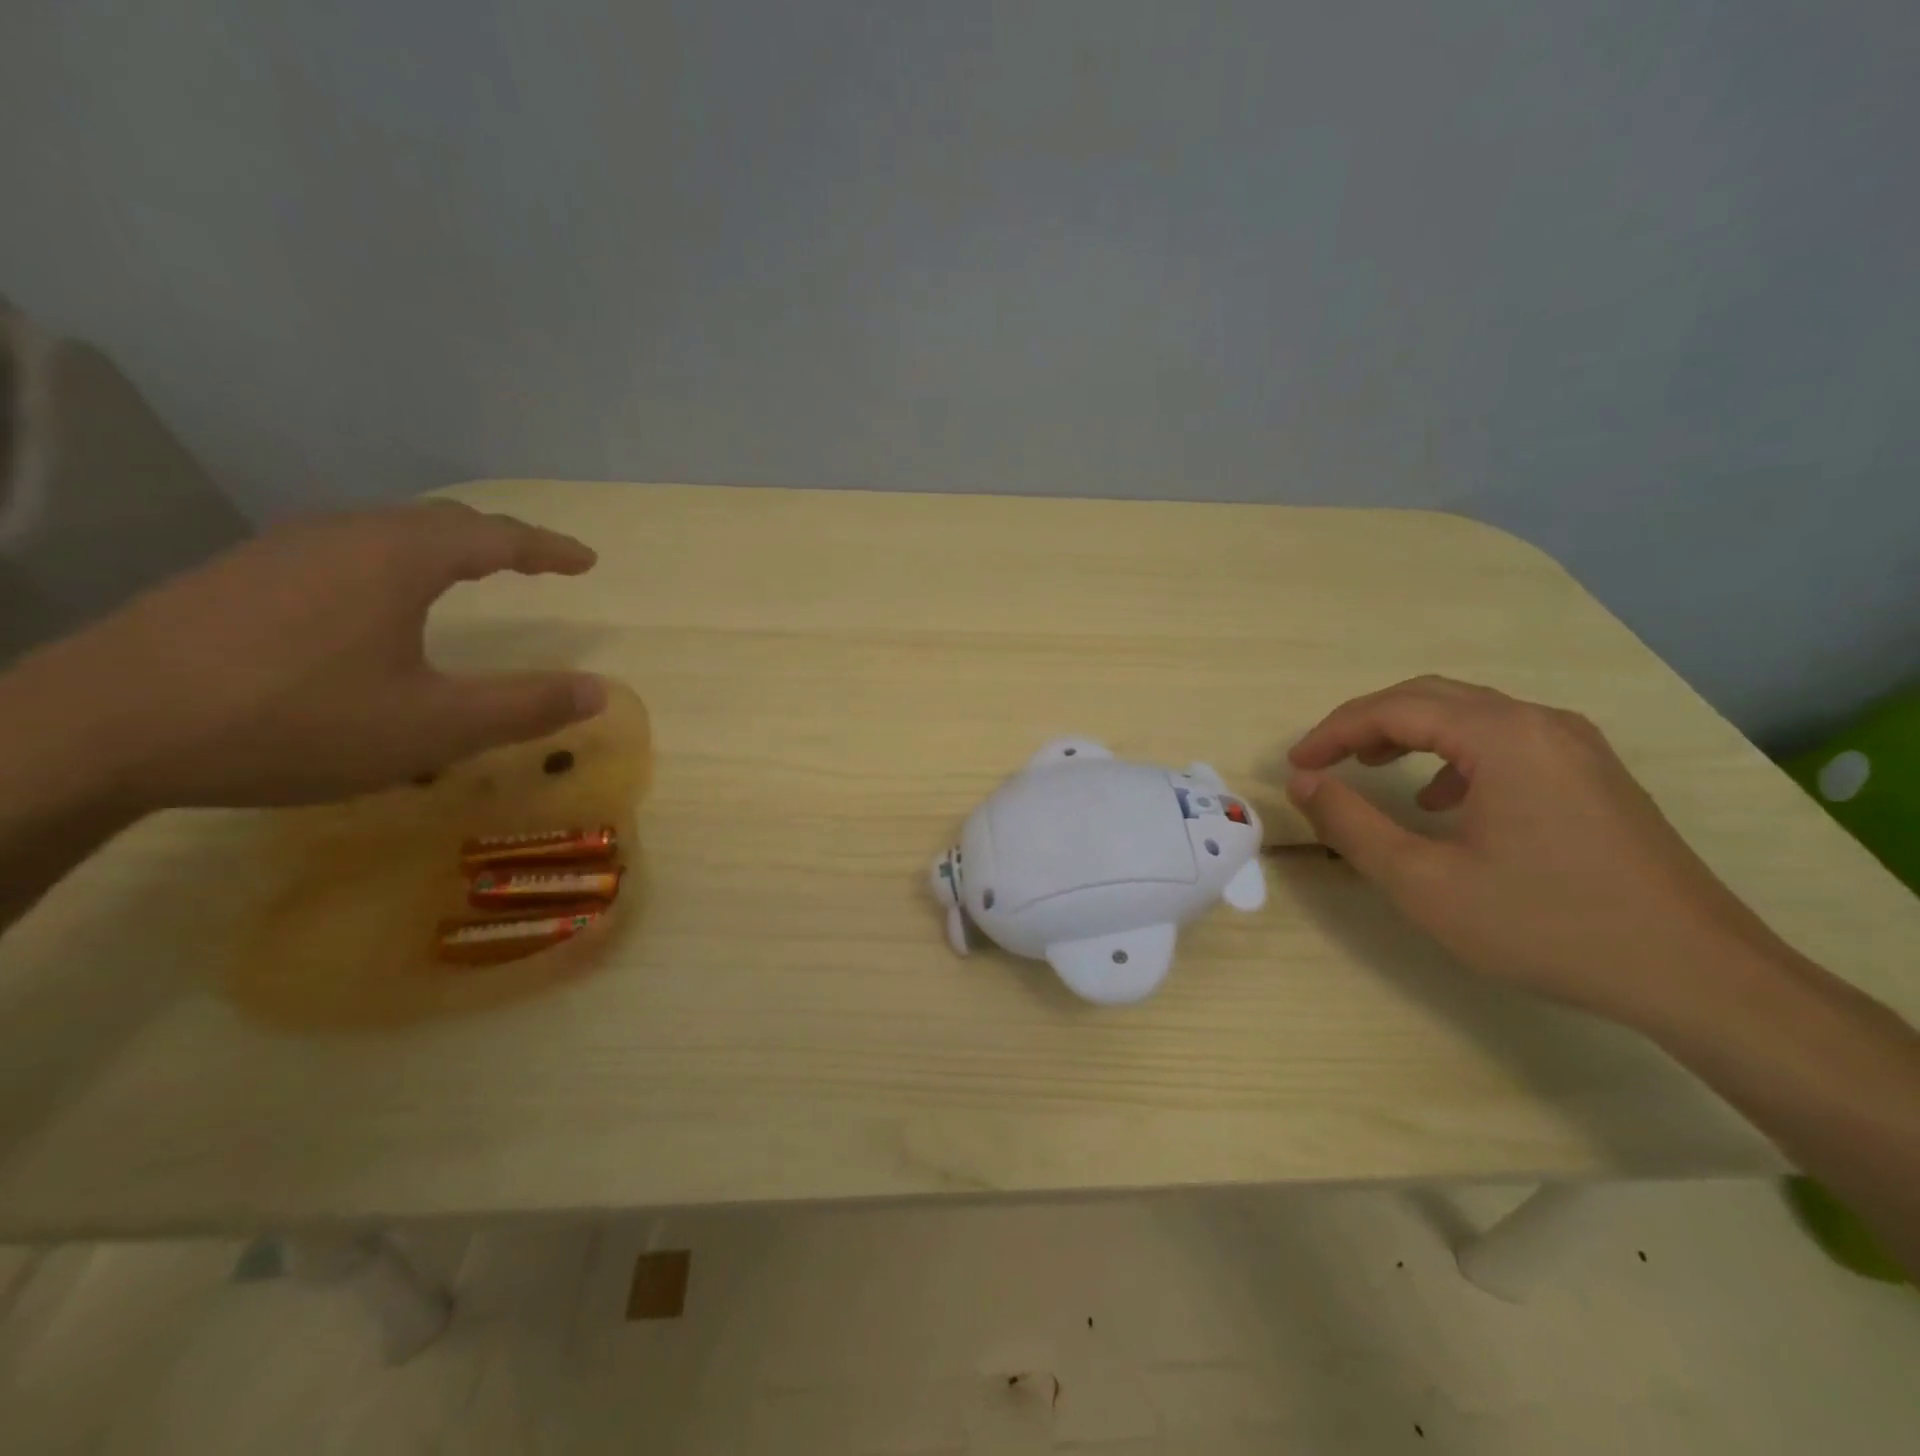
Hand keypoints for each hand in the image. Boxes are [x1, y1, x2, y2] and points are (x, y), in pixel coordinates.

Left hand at [20, 501, 606, 809]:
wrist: (101, 727)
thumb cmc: (296, 720)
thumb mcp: (434, 727)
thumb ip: (525, 707)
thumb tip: (601, 691)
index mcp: (398, 557)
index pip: (496, 536)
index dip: (549, 549)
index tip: (587, 561)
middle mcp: (342, 534)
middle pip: (441, 521)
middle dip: (500, 540)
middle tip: (537, 564)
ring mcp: (281, 550)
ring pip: (386, 531)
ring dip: (443, 548)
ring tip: (470, 575)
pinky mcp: (238, 575)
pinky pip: (344, 550)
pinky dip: (393, 562)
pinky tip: (378, 602)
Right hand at [1286, 677, 1787, 1025]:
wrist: (1697, 976)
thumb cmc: (1547, 924)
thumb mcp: (1424, 881)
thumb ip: (1351, 824)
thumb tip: (1302, 782)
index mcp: (1501, 736)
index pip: (1394, 708)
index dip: (1333, 732)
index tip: (1295, 765)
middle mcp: (1540, 723)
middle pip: (1431, 698)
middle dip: (1366, 724)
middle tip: (1322, 760)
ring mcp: (1575, 747)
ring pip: (1469, 716)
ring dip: (1409, 734)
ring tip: (1370, 769)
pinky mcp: (1592, 776)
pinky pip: (1505, 741)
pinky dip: (1454, 756)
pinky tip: (1443, 802)